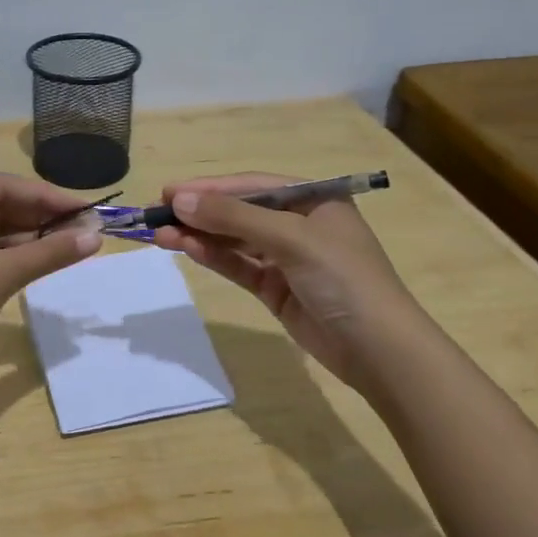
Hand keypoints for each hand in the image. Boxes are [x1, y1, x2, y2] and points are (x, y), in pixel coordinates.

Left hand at [0, 174, 101, 387]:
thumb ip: (48, 253)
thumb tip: (96, 236)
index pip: (0, 186)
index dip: (45, 195)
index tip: (83, 209)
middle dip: (38, 215)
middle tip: (80, 227)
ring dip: (27, 236)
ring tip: (68, 243)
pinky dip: (9, 254)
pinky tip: (38, 260)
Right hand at [152, 172, 416, 384]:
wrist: (380, 351)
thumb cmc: (343, 278)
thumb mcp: (290, 238)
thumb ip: (233, 217)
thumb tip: (179, 198)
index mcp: (313, 199)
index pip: (252, 185)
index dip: (209, 187)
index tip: (168, 191)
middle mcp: (299, 223)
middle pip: (240, 210)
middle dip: (200, 212)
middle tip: (156, 213)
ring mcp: (287, 258)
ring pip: (235, 239)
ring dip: (200, 235)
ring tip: (160, 234)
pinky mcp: (277, 289)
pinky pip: (239, 266)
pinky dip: (214, 257)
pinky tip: (186, 249)